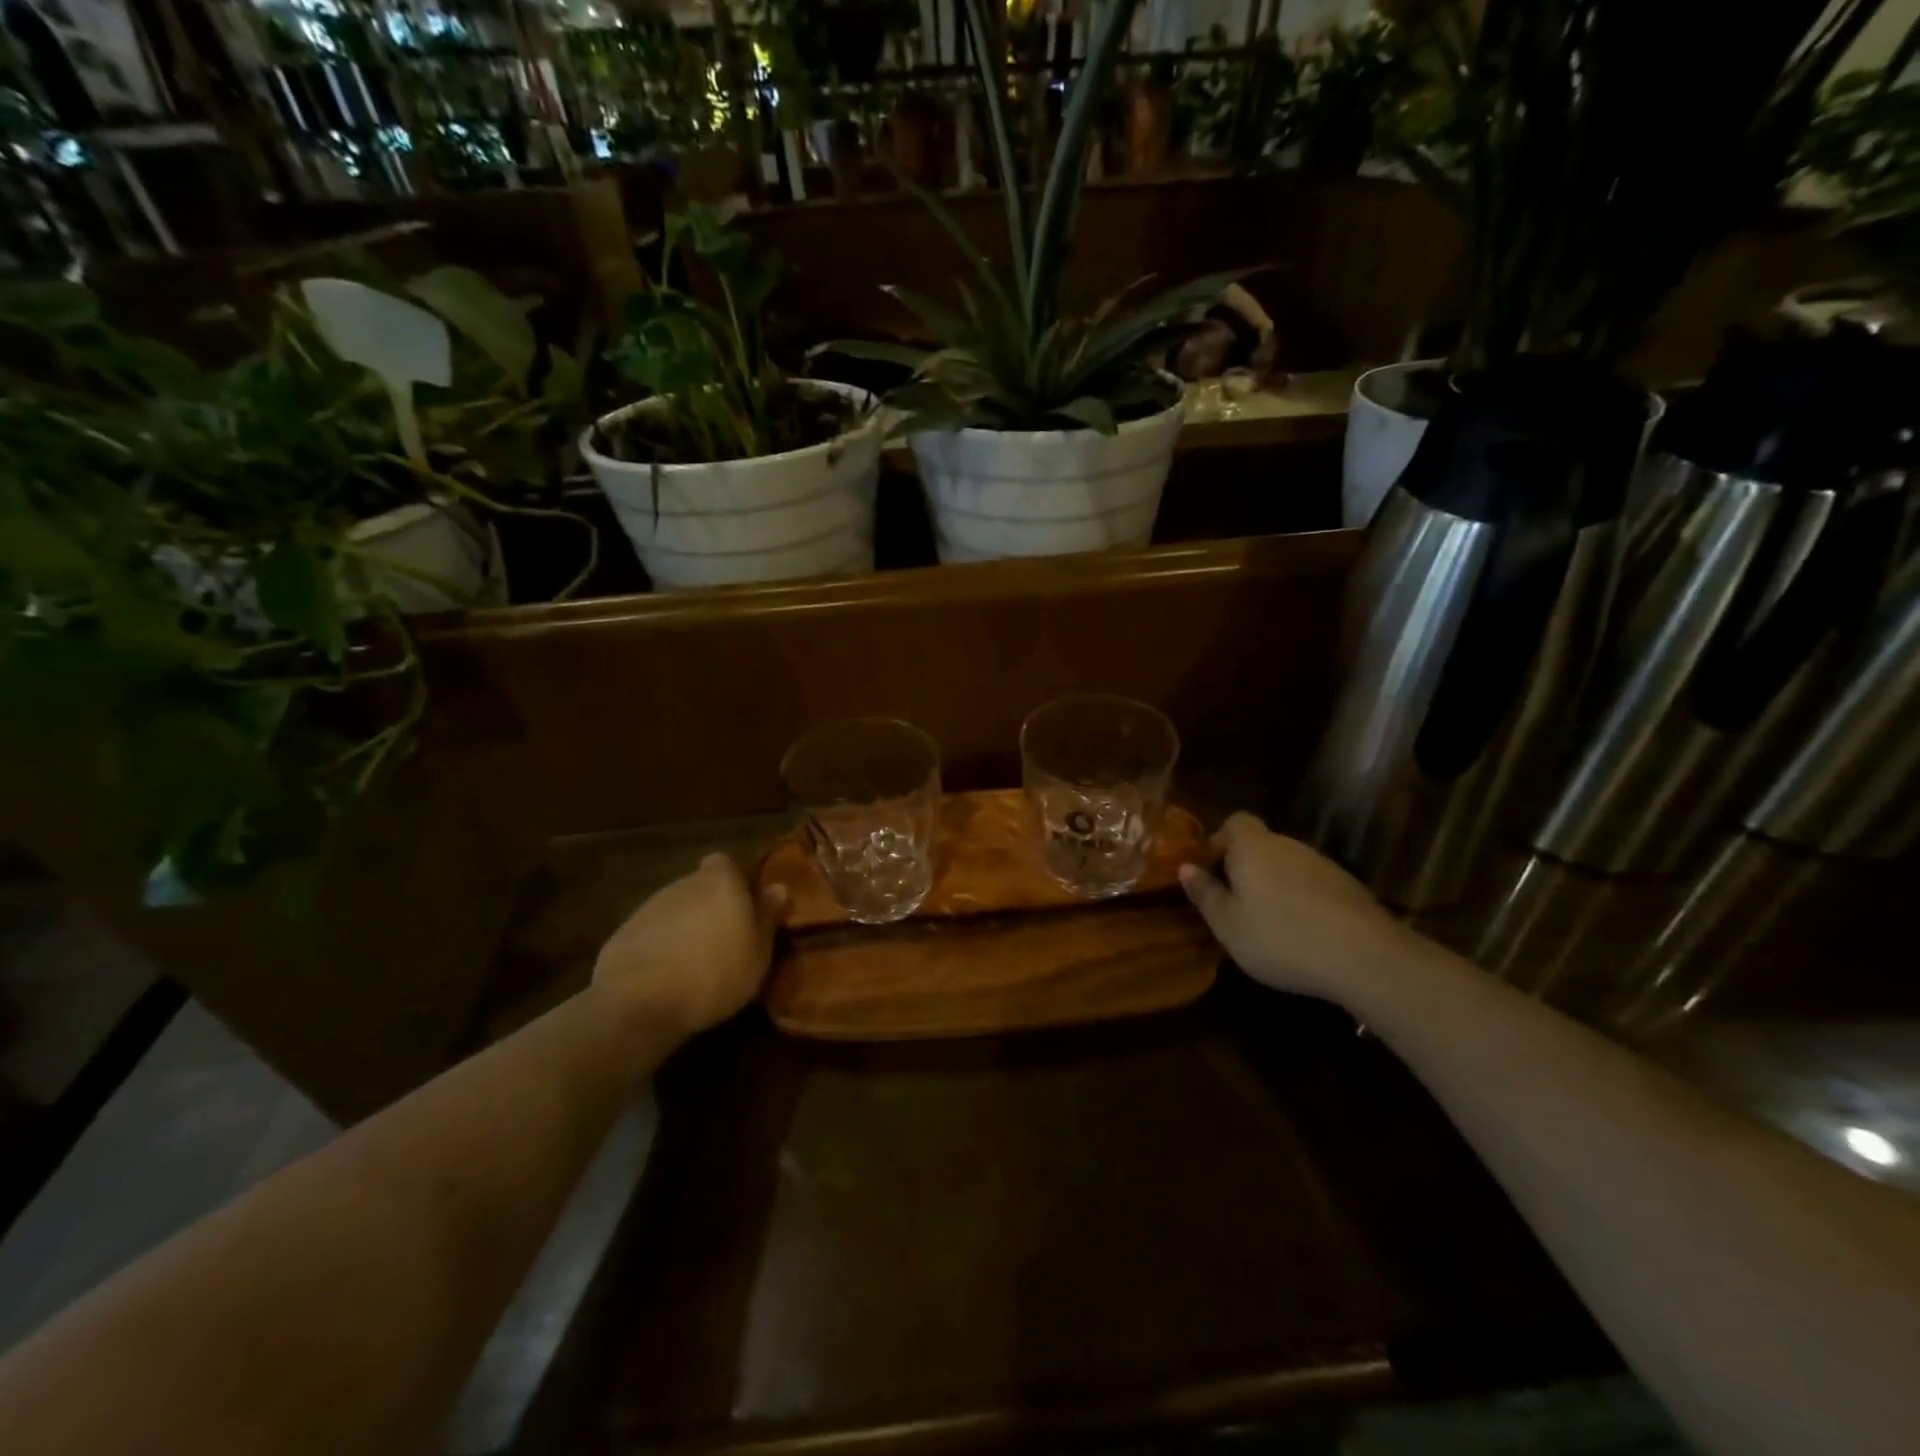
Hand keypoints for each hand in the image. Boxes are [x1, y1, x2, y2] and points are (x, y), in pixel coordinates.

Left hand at [592, 853, 787, 1040]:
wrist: (640, 1002)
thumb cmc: (715, 973)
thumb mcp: (758, 952)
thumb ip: (767, 917)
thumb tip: (779, 887)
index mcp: (720, 882)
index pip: (725, 863)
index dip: (732, 882)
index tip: (741, 907)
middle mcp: (683, 884)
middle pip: (699, 886)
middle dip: (709, 907)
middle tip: (723, 940)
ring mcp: (648, 908)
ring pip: (674, 910)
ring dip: (684, 928)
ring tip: (694, 963)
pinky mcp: (622, 934)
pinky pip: (650, 934)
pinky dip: (659, 948)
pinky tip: (664, 978)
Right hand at [1178, 812, 1411, 1005]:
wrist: (1365, 957)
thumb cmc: (1280, 937)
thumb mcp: (1228, 924)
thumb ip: (1206, 894)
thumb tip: (1186, 868)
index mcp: (1253, 847)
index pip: (1234, 822)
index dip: (1219, 842)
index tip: (1211, 874)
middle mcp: (1288, 845)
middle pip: (1260, 845)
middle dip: (1245, 868)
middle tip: (1234, 905)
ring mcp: (1322, 865)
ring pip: (1287, 866)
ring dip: (1274, 886)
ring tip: (1267, 925)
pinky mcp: (1348, 888)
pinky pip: (1312, 886)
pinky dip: (1302, 902)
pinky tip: (1302, 935)